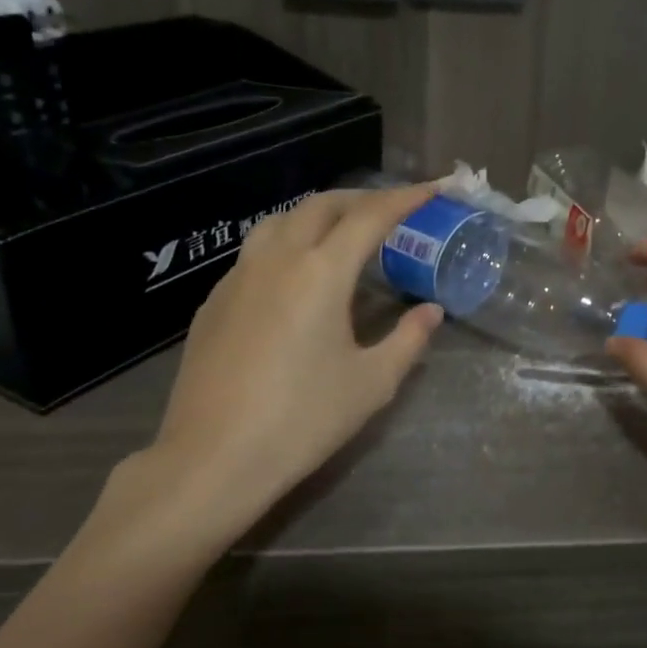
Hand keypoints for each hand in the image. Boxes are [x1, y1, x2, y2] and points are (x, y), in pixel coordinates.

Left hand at [108, 186, 443, 550]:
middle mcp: (276, 260)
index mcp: (320, 273)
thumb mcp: (371, 384)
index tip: (433, 189)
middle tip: (391, 211)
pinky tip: (295, 277)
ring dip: (318, 215)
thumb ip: (408, 340)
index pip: (370, 217)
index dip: (406, 198)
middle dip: (361, 199)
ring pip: (281, 221)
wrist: (213, 459)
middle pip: (321, 205)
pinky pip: (256, 252)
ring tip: (343, 234)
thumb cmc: (302, 421)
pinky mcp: (213, 302)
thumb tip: (431, 312)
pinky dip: (287, 244)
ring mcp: (237, 278)